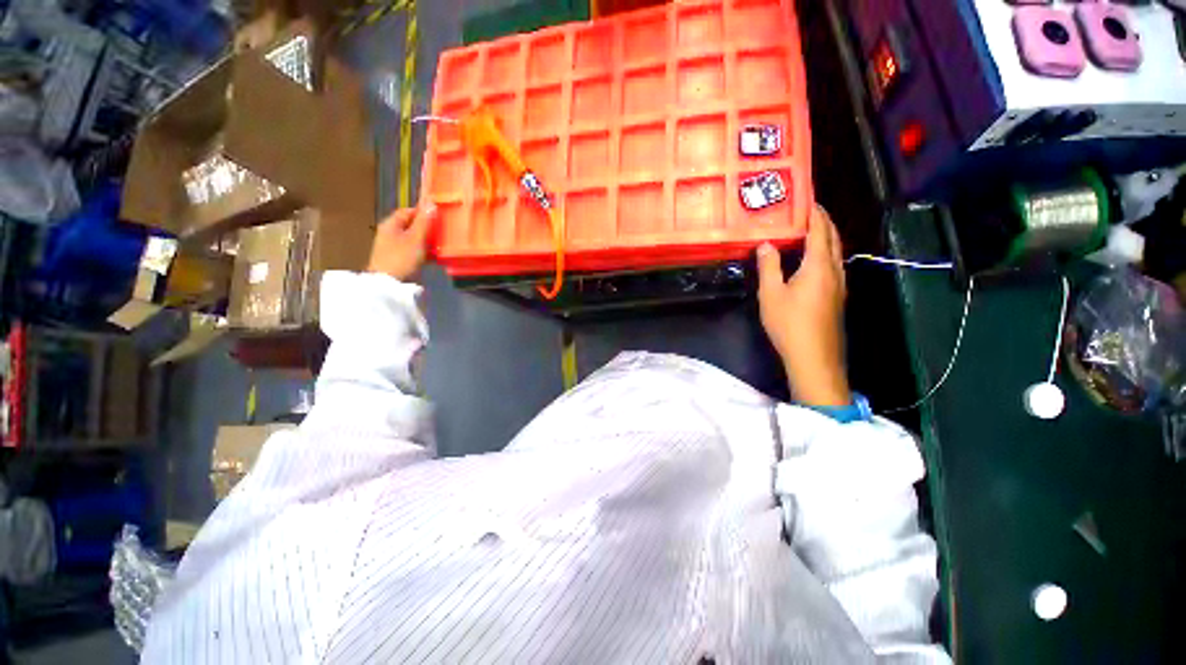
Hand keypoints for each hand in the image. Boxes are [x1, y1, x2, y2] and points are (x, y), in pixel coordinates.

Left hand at [366, 203, 436, 280]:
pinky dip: (423, 252)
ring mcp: (392, 247)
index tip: (437, 218)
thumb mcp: (416, 238)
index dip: (422, 212)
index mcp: (391, 224)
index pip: (407, 211)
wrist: (387, 284)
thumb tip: (431, 202)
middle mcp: (389, 233)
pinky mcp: (396, 259)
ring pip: (413, 239)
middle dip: (426, 228)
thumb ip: (424, 221)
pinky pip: (412, 251)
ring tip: (440, 246)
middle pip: (411, 226)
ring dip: (426, 241)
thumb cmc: (401, 257)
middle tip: (441, 233)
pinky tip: (434, 258)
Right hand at [757, 205, 850, 406]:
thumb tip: (766, 244)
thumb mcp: (771, 294)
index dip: (814, 213)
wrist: (814, 357)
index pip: (820, 230)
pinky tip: (810, 260)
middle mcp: (835, 270)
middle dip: (823, 221)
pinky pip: (832, 265)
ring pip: (835, 252)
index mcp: (819, 266)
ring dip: (824, 237)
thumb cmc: (789, 324)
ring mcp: (839, 285)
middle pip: (832, 238)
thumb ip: (769, 266)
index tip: (806, 198)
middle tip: (806, 210)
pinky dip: (823, 253)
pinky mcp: (837, 297)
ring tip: (807, 230)